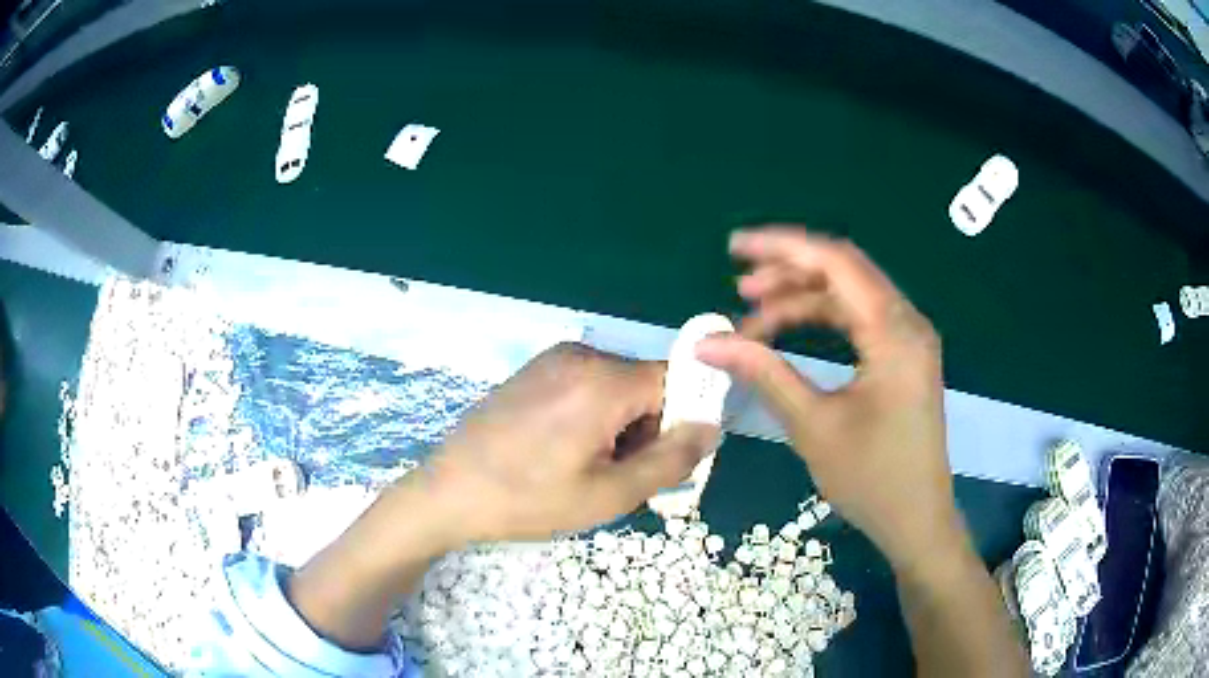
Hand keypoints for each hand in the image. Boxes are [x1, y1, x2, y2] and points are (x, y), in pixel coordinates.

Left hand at [290, 343, 718, 649]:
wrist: (448, 491)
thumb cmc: (529, 499)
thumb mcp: (610, 494)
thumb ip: (672, 459)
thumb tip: (712, 427)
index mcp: (603, 380)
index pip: (675, 382)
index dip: (679, 423)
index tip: (660, 462)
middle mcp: (581, 354)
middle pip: (644, 385)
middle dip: (645, 429)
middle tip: (615, 476)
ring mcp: (552, 358)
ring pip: (616, 388)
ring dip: (618, 426)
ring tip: (584, 469)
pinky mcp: (533, 369)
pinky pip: (585, 385)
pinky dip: (591, 416)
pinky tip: (561, 451)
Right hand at [696, 227, 965, 572]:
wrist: (918, 521)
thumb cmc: (872, 479)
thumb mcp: (814, 426)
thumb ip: (764, 373)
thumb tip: (708, 344)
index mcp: (894, 332)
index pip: (836, 262)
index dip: (782, 247)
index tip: (734, 248)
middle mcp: (907, 323)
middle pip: (844, 272)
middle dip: (789, 272)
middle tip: (739, 286)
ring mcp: (908, 339)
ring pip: (850, 296)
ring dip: (803, 299)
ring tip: (754, 316)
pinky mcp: (903, 358)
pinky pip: (859, 321)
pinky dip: (822, 321)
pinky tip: (790, 333)